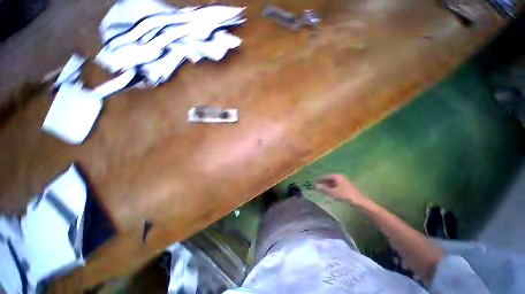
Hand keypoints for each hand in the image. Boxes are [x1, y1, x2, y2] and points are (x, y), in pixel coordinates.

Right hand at [315, 175, 370, 207]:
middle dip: (323, 183)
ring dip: (327, 186)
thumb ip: (324, 189)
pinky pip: (337, 186)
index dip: (320, 179)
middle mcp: (340, 177)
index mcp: (337, 176)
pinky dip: (332, 188)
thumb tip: (316, 186)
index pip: (326, 176)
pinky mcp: (347, 187)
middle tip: (317, 186)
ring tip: (322, 190)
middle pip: (329, 179)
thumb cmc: (345, 195)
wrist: (360, 202)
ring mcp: (344, 182)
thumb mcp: (333, 192)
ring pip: (333, 183)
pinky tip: (330, 192)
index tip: (314, 182)